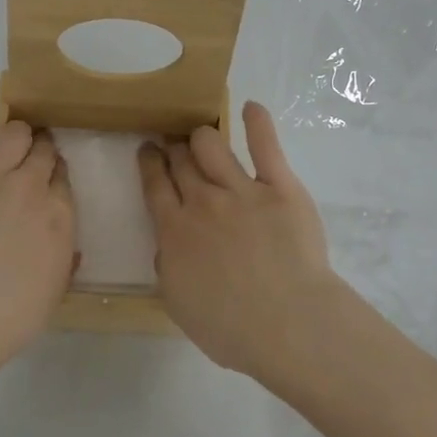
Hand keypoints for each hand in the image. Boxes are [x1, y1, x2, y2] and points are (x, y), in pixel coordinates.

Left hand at [0, 88, 75, 364]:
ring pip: (11, 136)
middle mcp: (29, 186)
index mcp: (58, 214)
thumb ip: (62, 257)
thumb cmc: (10, 316)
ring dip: (16, 134)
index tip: (50, 184)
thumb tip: (64, 242)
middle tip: (34, 159)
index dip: (55, 179)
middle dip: (41, 153)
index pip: (62, 181)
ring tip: (13, 135)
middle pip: (42, 154)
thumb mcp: (53, 290)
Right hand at [139, 100, 344, 377]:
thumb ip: (168, 267)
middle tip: (174, 144)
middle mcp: (202, 201)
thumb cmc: (230, 328)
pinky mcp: (280, 187)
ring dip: (202, 136)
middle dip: (173, 148)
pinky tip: (251, 108)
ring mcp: (241, 190)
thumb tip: (168, 246)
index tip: (148, 151)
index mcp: (174, 230)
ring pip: (211, 145)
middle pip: (180, 161)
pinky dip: (257, 122)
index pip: (155, 185)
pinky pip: (265, 146)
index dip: (150, 163)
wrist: (288, 324)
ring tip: (204, 135)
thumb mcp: (179, 304)